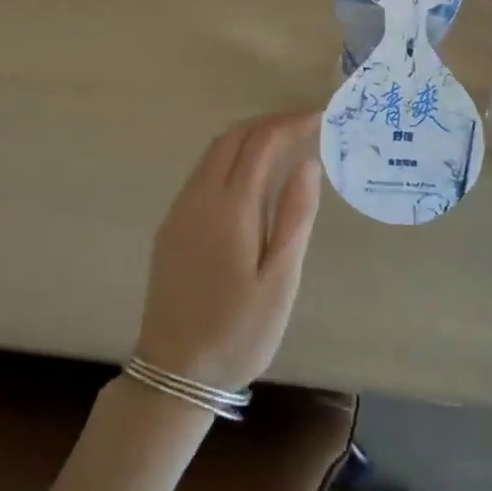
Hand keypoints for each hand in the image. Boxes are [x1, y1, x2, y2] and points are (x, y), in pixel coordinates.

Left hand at [134, 112, 321, 390]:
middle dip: (270, 123)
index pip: (261, 142)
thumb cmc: (238, 330)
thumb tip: (308, 163)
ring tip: (285, 144)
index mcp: (230, 207)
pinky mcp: (172, 225)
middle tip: (305, 126)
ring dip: (249, 137)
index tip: (320, 118)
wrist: (174, 372)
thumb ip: (294, 216)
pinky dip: (232, 157)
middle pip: (234, 137)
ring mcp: (180, 209)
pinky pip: (203, 172)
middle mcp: (199, 197)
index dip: (291, 123)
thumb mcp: (280, 280)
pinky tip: (252, 177)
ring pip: (214, 151)